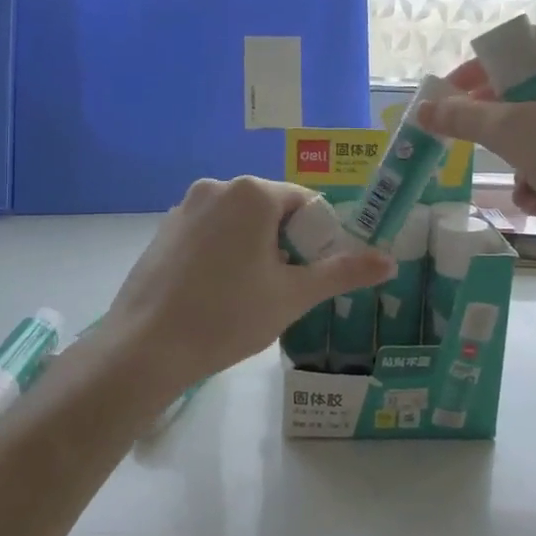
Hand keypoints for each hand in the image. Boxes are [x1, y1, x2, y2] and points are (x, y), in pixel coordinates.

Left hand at [101, 177, 393, 394]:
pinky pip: (210, 233)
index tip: (314, 274)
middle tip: (285, 289)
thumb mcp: (293, 295)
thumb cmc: (228, 316)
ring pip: (239, 223)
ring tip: (250, 296)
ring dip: (255, 250)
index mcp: (252, 193)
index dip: (319, 238)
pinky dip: (223, 254)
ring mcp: (185, 207)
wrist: (146, 347)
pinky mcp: (164, 230)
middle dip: (286, 244)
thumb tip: (389, 261)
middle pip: (271, 210)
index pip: (305, 203)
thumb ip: (343, 272)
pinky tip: (216, 294)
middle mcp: (217, 187)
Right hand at [418, 25, 535, 233]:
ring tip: (520, 187)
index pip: (522, 44)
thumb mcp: (513, 132)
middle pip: (532, 87)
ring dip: (522, 157)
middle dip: (502, 124)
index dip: (481, 67)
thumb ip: (464, 117)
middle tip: (476, 137)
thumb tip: (423, 110)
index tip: (452, 93)